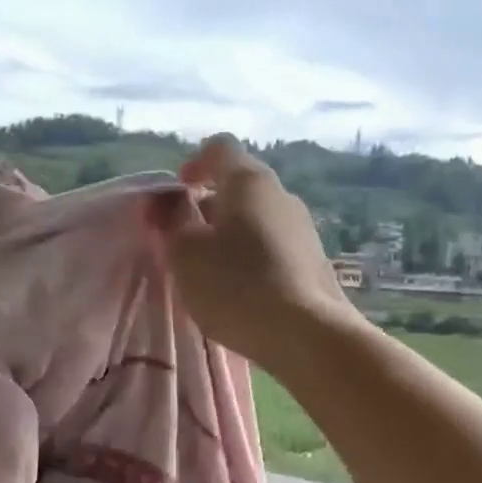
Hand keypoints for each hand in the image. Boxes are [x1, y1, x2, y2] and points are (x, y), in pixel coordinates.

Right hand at [158, 136, 358, 374]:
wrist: (305, 334)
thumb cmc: (235, 284)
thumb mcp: (186, 253)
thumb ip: (172, 221)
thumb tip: (168, 202)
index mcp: (248, 181)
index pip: (220, 148)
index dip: (195, 163)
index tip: (179, 190)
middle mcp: (281, 194)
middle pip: (240, 185)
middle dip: (209, 205)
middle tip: (186, 239)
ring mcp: (303, 228)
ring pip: (257, 218)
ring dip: (230, 234)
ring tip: (211, 270)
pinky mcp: (313, 261)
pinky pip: (273, 246)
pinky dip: (251, 256)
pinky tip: (241, 289)